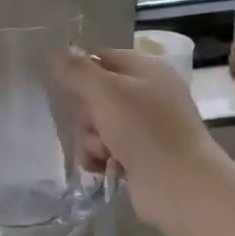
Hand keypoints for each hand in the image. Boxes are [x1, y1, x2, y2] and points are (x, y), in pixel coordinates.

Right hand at [54, 48, 219, 229]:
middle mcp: (146, 95)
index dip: (80, 68)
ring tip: (102, 151)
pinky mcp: (138, 157)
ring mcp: (143, 128)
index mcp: (146, 70)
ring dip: (91, 138)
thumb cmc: (144, 129)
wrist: (179, 185)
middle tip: (94, 122)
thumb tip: (55, 49)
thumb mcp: (106, 91)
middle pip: (95, 94)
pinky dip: (98, 157)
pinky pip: (104, 149)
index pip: (103, 57)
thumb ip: (77, 70)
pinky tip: (101, 166)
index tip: (60, 82)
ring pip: (96, 124)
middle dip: (86, 112)